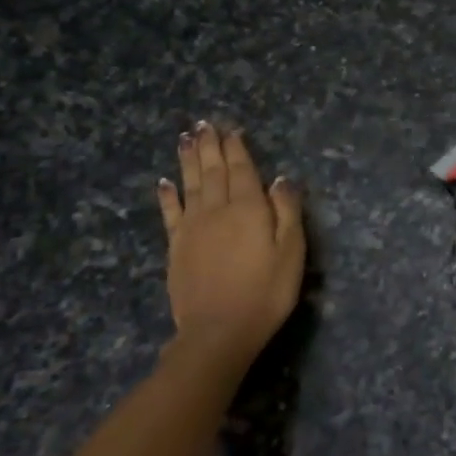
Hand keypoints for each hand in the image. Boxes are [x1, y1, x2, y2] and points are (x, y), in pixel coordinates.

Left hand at [157, 122, 304, 359]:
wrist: (219, 331)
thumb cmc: (265, 292)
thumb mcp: (291, 252)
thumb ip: (287, 212)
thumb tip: (281, 179)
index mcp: (248, 208)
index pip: (242, 169)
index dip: (236, 148)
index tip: (230, 129)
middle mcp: (217, 210)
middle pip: (213, 171)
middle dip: (210, 146)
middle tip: (204, 124)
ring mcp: (192, 227)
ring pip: (190, 184)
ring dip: (188, 160)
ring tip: (185, 138)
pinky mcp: (176, 247)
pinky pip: (170, 213)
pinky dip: (167, 195)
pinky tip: (164, 182)